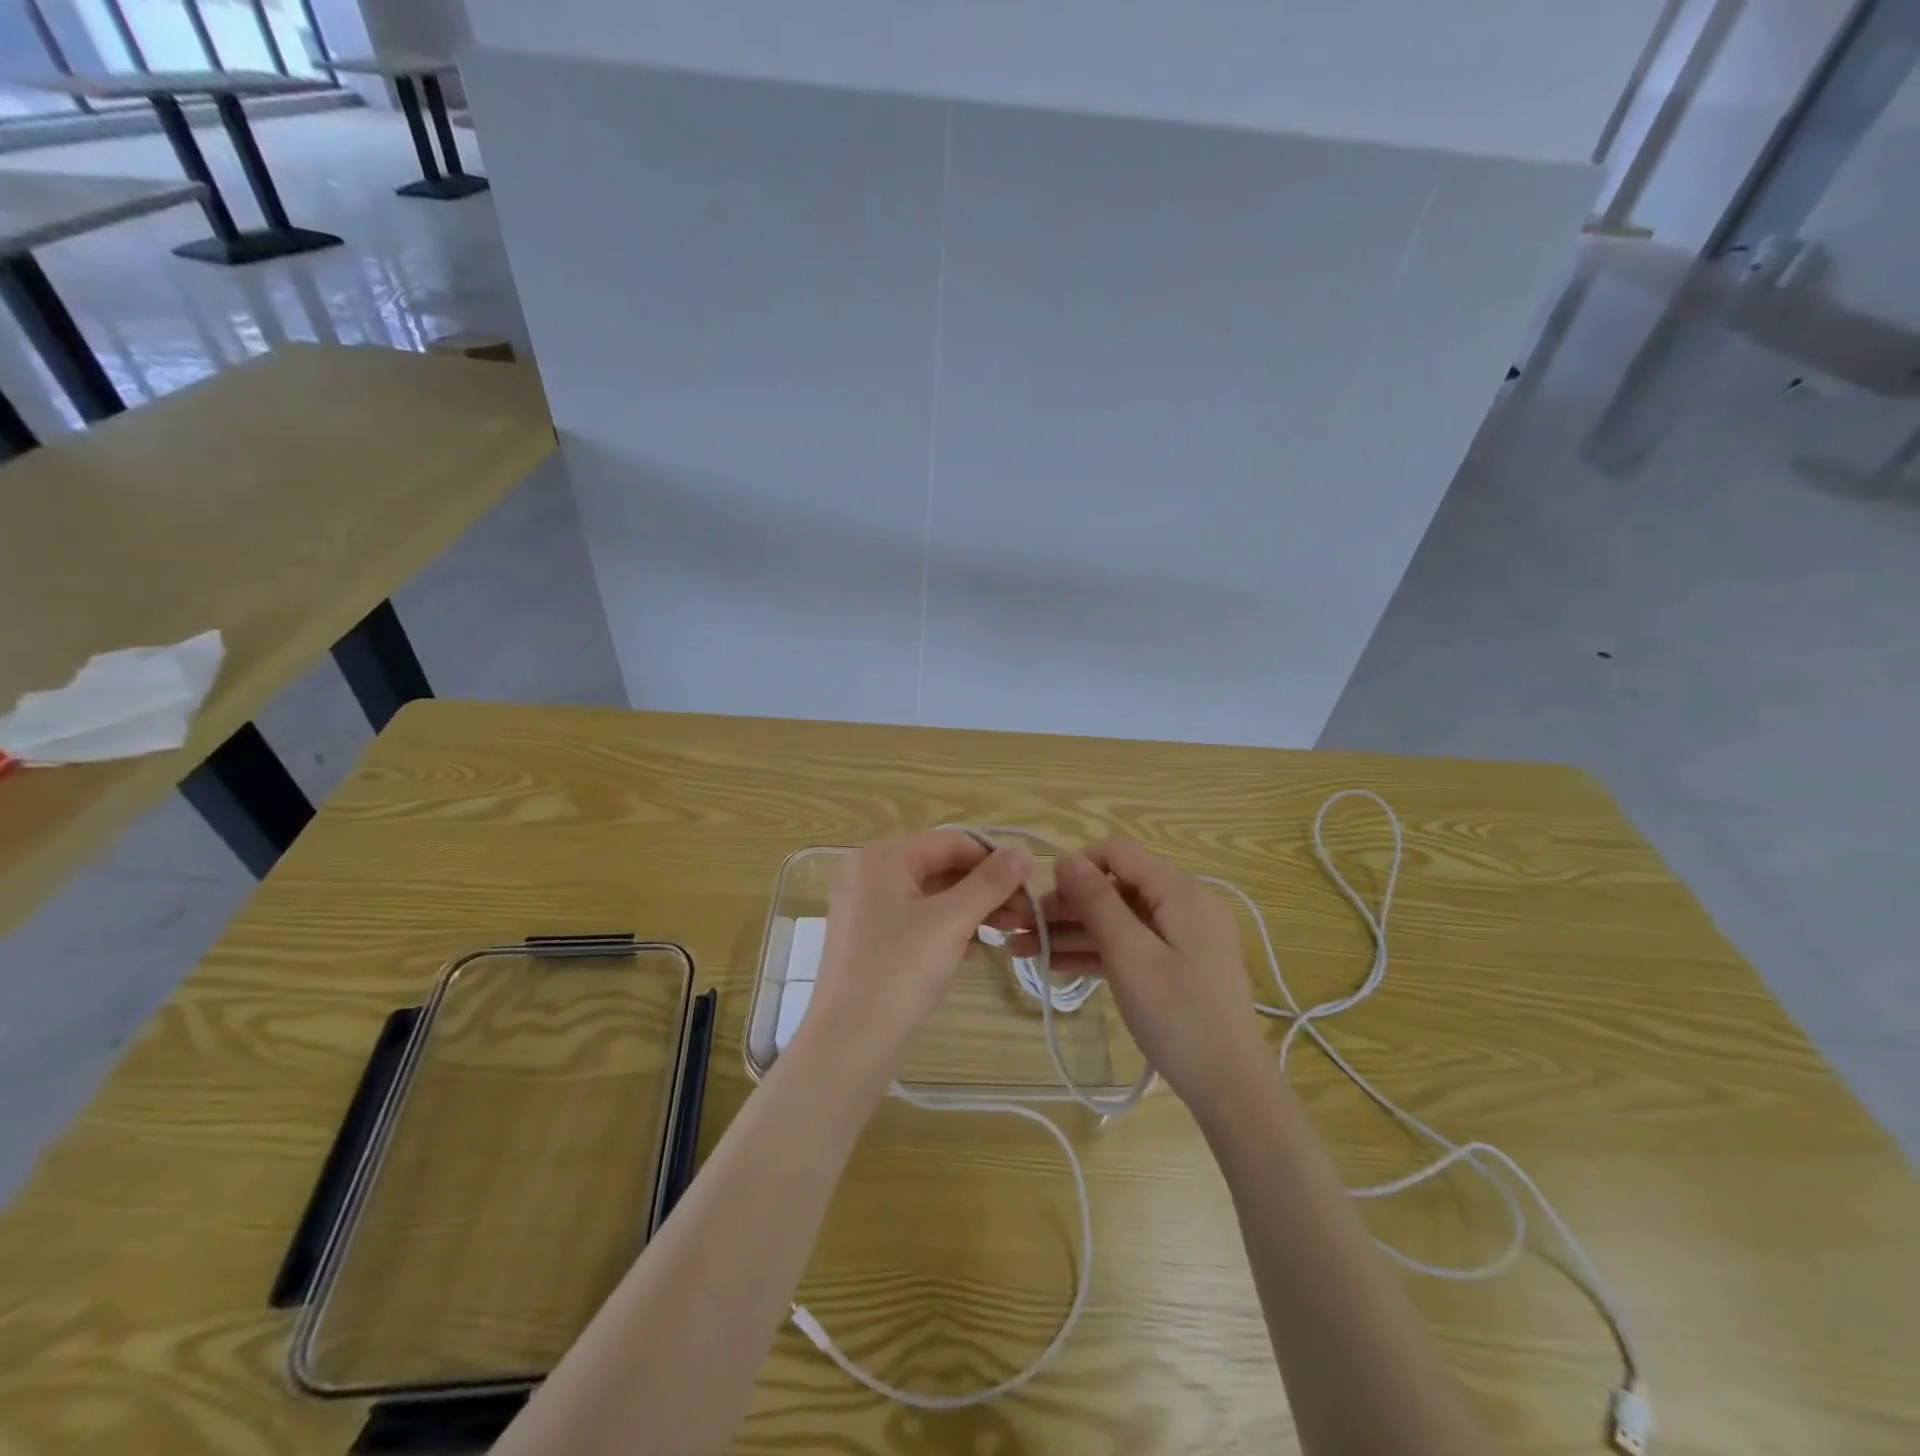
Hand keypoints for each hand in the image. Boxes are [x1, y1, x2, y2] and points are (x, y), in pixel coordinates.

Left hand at [800, 830, 1032, 1092]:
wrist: (848, 1044)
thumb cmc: (900, 971)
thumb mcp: (951, 921)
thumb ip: (989, 883)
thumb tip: (1022, 852)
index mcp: (882, 857)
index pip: (951, 842)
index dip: (994, 860)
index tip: (1031, 885)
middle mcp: (868, 873)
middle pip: (941, 867)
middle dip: (986, 889)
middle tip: (1026, 915)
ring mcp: (865, 908)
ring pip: (931, 896)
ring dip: (972, 910)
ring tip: (1009, 932)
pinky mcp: (868, 939)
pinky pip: (916, 920)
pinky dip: (947, 928)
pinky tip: (975, 950)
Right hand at [1009, 840, 1270, 1118]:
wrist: (1230, 1087)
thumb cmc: (1177, 1014)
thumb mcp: (1129, 954)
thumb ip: (1097, 902)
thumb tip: (1066, 859)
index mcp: (1180, 891)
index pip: (1119, 854)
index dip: (1077, 866)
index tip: (1040, 894)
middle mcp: (1184, 904)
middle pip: (1116, 889)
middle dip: (1068, 905)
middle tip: (1022, 928)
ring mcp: (1183, 937)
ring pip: (1119, 921)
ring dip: (1074, 932)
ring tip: (1024, 949)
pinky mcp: (1179, 965)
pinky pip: (1131, 946)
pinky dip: (1097, 952)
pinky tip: (1055, 964)